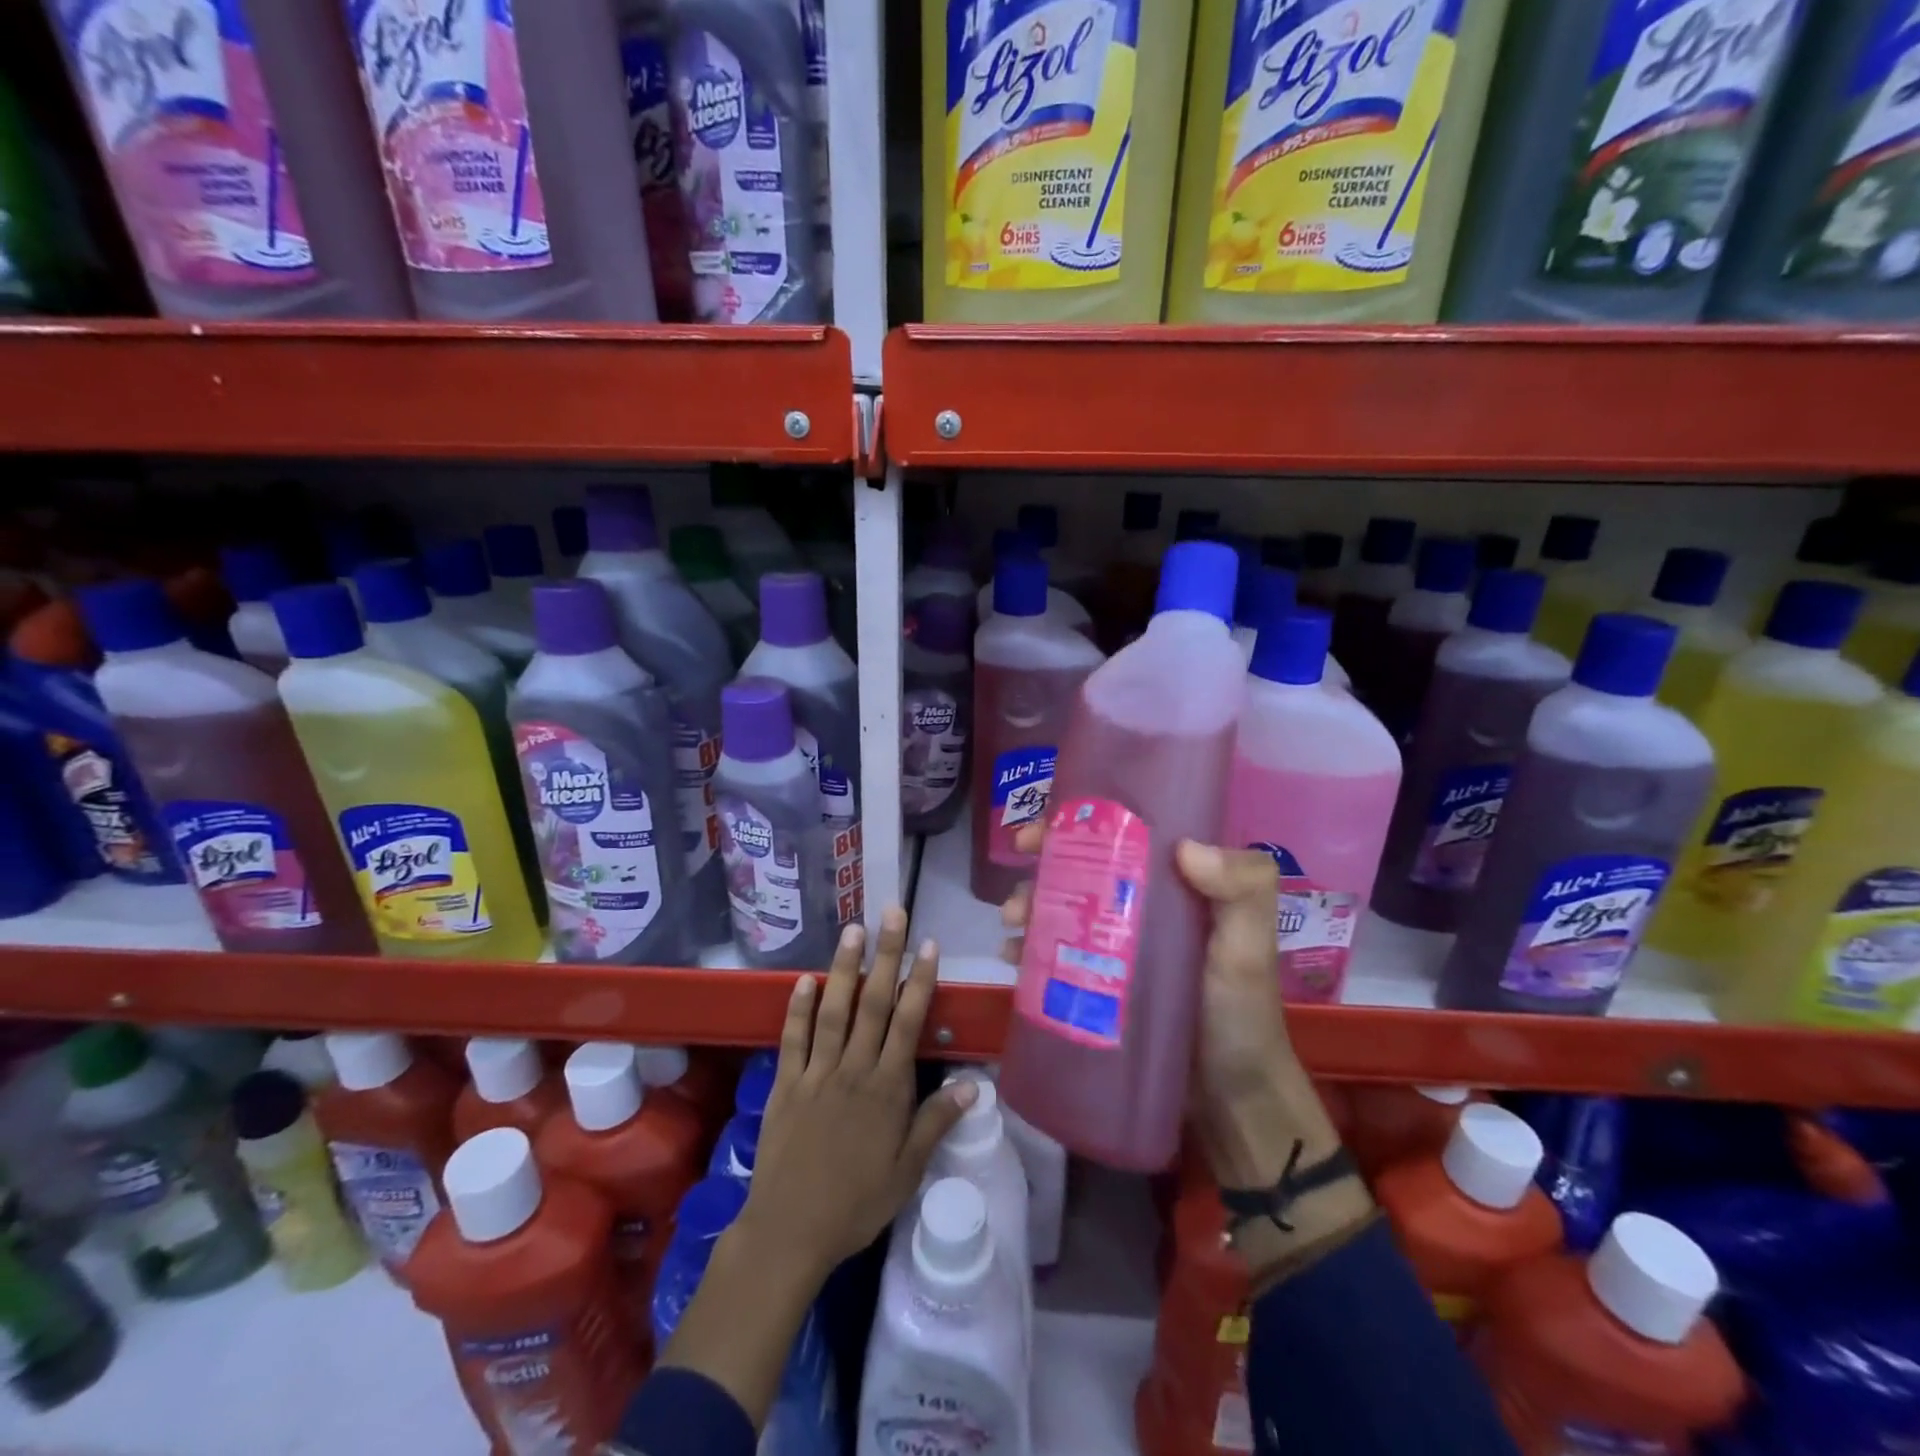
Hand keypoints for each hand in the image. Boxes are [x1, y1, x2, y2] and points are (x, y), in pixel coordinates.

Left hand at [741, 908, 976, 1280]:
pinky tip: (804, 979)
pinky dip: (798, 1008)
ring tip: (852, 930)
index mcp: (887, 1088)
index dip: (920, 981)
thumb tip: (974, 1084)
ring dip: (844, 968)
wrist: (792, 1231)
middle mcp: (854, 1069)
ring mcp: (817, 1072)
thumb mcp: (908, 1171)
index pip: (908, 1022)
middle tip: (892, 913)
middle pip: (873, 1003)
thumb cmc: (857, 1203)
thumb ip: (936, 1121)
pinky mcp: (786, 1083)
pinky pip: (793, 1038)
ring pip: (833, 1010)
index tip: (929, 945)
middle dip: (886, 955)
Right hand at [1002, 827, 1352, 1201]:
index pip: (1118, 838)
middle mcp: (1139, 906)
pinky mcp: (1098, 985)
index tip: (1038, 833)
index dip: (1073, 827)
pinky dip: (1029, 949)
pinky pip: (1055, 955)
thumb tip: (1185, 847)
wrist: (1230, 1100)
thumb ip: (1243, 890)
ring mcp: (1115, 947)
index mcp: (1172, 885)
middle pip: (1078, 871)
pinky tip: (1011, 957)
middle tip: (1019, 890)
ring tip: (1012, 926)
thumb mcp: (1250, 947)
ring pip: (1061, 910)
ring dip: (1028, 908)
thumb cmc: (1240, 1014)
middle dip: (1038, 871)